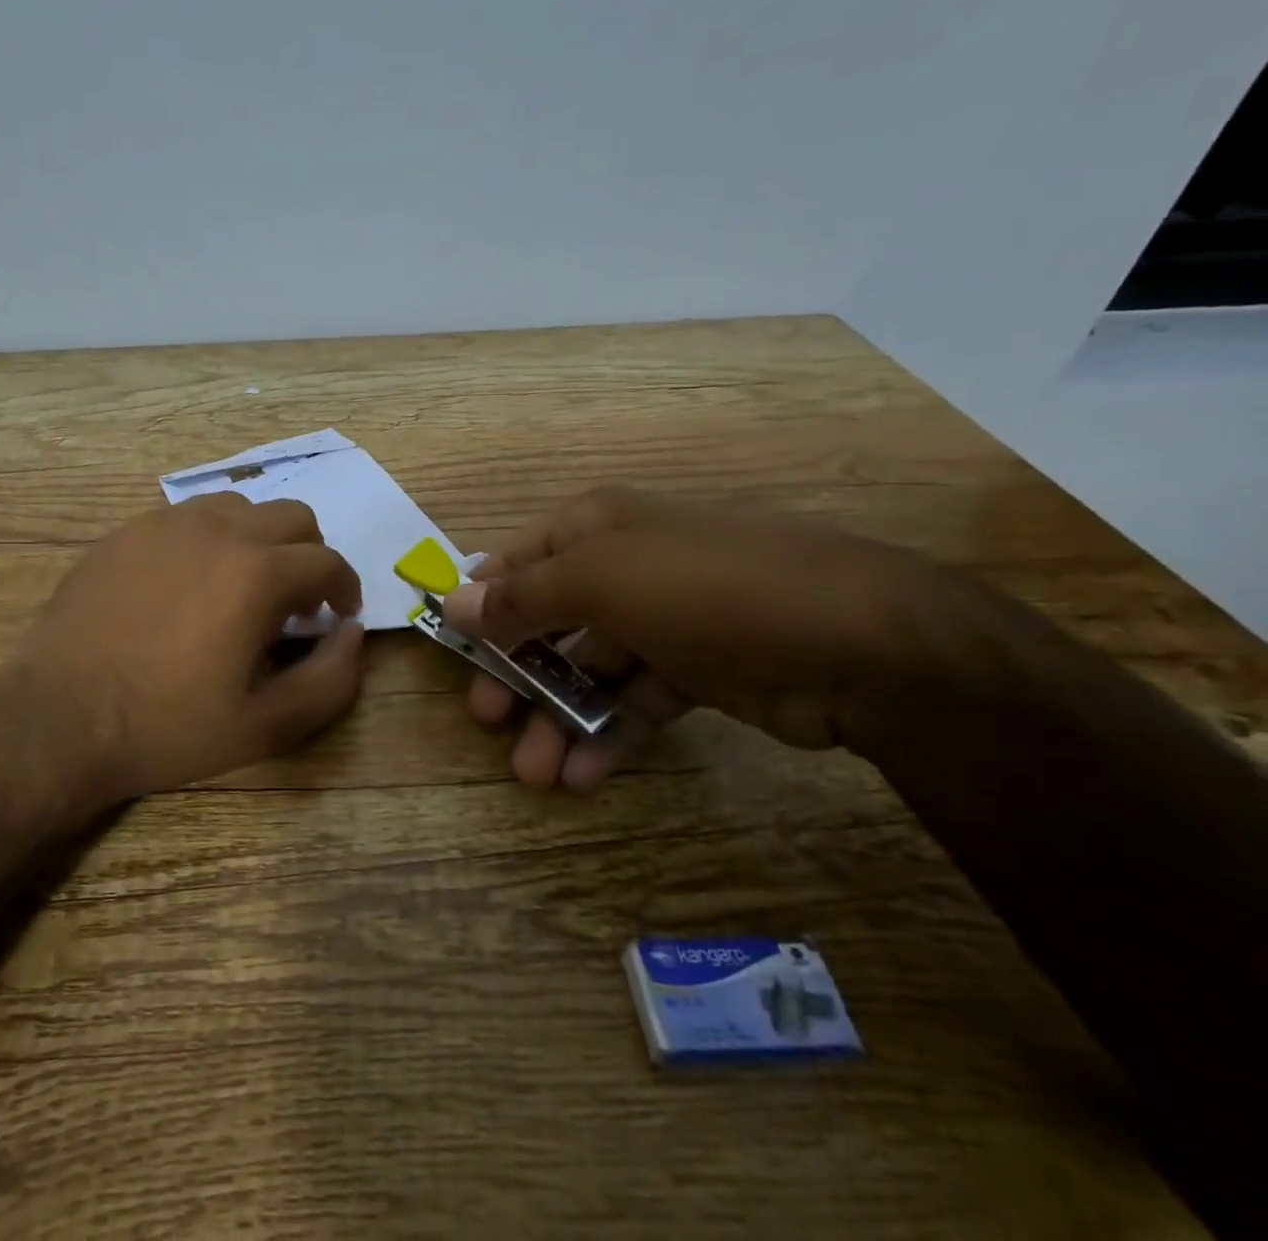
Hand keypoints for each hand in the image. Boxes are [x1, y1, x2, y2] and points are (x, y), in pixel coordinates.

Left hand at [0, 493, 364, 808]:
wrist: (58, 719)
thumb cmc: (167, 727)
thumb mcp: (265, 726)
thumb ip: (330, 679)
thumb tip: (353, 633)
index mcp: (258, 573)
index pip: (327, 561)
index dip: (345, 587)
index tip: (338, 614)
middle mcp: (218, 531)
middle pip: (292, 516)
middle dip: (308, 555)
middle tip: (294, 603)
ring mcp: (166, 524)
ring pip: (239, 507)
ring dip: (259, 540)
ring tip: (242, 587)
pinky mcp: (126, 531)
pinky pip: (187, 517)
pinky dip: (209, 539)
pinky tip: (188, 584)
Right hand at [441, 486, 942, 791]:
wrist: (855, 640)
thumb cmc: (700, 587)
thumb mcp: (596, 579)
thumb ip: (520, 597)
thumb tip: (450, 604)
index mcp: (594, 528)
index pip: (516, 563)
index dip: (481, 605)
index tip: (452, 652)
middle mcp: (624, 567)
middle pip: (548, 621)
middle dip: (516, 673)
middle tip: (488, 720)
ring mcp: (664, 621)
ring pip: (590, 670)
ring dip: (558, 718)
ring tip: (534, 774)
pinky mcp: (699, 671)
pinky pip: (636, 701)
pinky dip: (608, 736)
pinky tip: (582, 776)